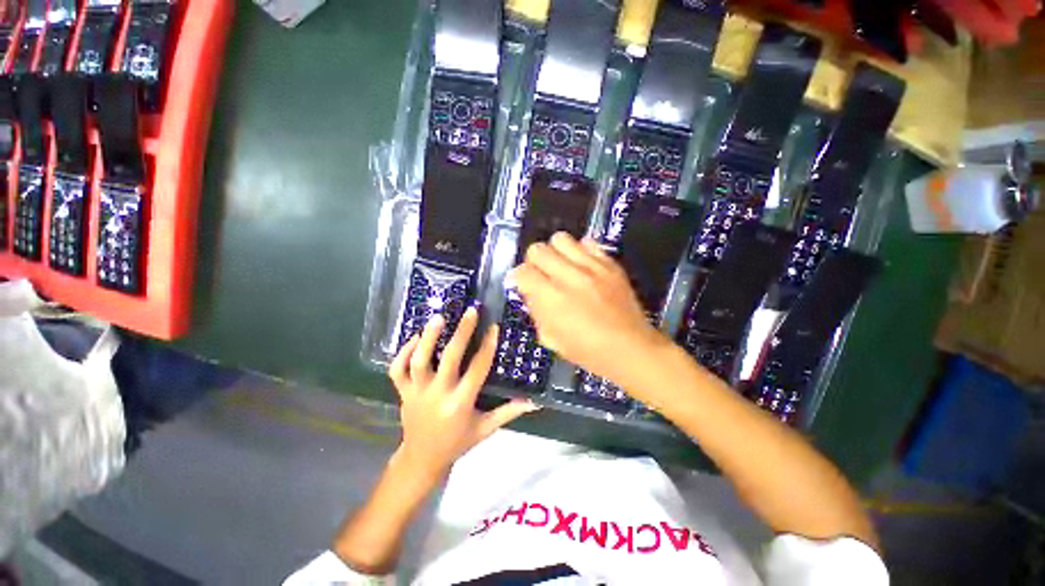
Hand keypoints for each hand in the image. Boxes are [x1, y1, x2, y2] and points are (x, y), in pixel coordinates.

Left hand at [388, 308, 539, 485]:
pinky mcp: (402, 392)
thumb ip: (509, 412)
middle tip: (470, 312)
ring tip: (439, 318)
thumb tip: (533, 401)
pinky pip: (398, 369)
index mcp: (460, 403)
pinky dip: (404, 352)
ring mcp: (416, 392)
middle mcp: (438, 394)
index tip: (493, 327)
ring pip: (419, 360)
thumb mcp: (485, 429)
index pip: (477, 369)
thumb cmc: (458, 443)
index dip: (487, 346)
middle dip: (462, 332)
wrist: (422, 459)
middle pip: (449, 358)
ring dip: (429, 338)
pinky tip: (416, 337)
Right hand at [511, 232, 670, 389]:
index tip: (522, 283)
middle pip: (538, 249)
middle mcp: (569, 277)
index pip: (522, 272)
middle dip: (533, 261)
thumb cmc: (588, 351)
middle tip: (541, 274)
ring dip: (555, 252)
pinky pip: (588, 243)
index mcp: (551, 299)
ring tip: (561, 266)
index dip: (518, 277)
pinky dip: (580, 251)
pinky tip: (582, 265)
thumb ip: (536, 311)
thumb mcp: (550, 338)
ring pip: (560, 238)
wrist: (630, 348)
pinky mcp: (610, 264)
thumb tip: (530, 292)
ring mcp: (592, 267)